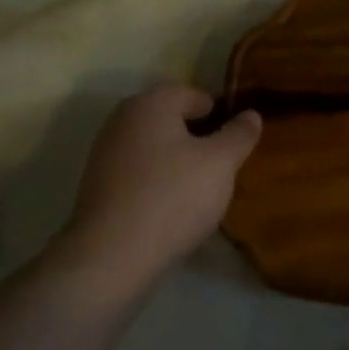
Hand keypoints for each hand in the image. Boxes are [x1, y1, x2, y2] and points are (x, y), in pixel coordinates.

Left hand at [57, 84, 262, 281]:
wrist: (112, 255)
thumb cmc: (173, 196)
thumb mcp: (221, 163)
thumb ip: (239, 134)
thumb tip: (251, 114)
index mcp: (150, 104)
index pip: (191, 94)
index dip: (216, 112)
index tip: (233, 138)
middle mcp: (121, 121)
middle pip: (169, 119)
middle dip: (196, 136)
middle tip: (221, 163)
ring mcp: (104, 154)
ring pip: (153, 147)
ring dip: (176, 160)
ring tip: (200, 188)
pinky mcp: (97, 188)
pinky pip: (138, 172)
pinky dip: (157, 181)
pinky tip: (173, 206)